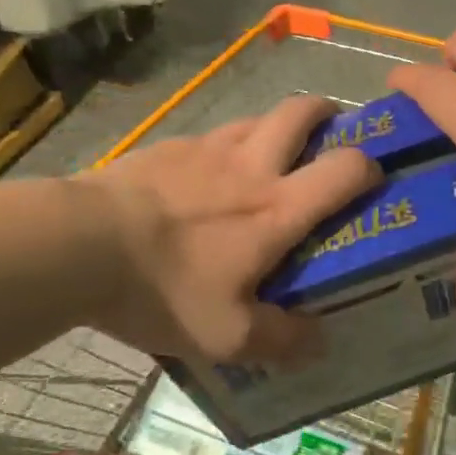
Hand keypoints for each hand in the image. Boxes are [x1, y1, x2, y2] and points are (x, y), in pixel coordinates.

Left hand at [78, 95, 378, 363]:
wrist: (81, 245)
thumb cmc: (163, 289)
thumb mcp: (225, 335)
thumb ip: (281, 340)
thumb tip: (321, 341)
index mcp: (276, 209)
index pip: (343, 170)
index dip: (369, 166)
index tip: (374, 175)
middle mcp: (251, 166)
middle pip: (301, 113)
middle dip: (326, 113)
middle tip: (331, 130)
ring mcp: (208, 148)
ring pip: (257, 117)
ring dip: (276, 126)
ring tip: (271, 153)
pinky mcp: (170, 145)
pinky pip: (212, 135)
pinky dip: (226, 145)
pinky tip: (207, 174)